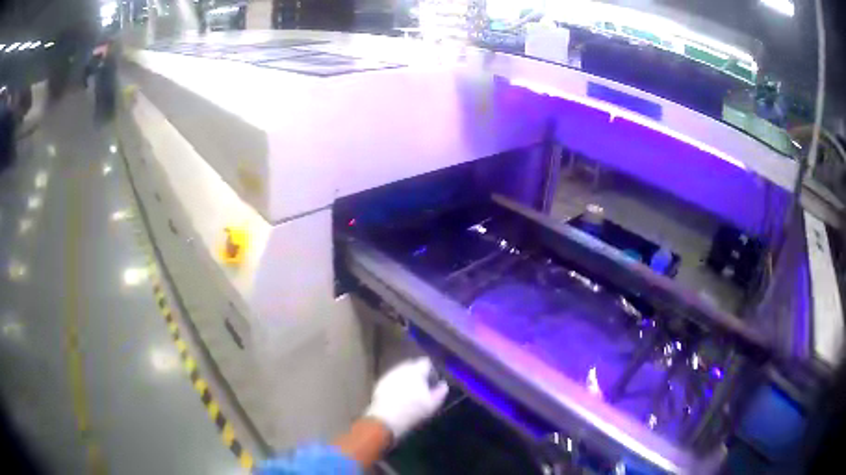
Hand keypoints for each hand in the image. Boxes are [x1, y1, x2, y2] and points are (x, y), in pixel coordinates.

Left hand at [365, 357, 448, 439]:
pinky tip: (398, 396)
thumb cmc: (412, 410)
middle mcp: (401, 369)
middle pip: (412, 366)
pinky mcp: (379, 383)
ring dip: (406, 379)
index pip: (425, 363)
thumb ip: (440, 392)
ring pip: (400, 372)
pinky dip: (396, 384)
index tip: (433, 381)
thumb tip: (443, 385)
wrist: (386, 419)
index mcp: (415, 371)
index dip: (430, 371)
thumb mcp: (432, 404)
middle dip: (417, 374)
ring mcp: (388, 375)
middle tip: (422, 387)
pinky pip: (391, 380)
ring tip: (410, 392)